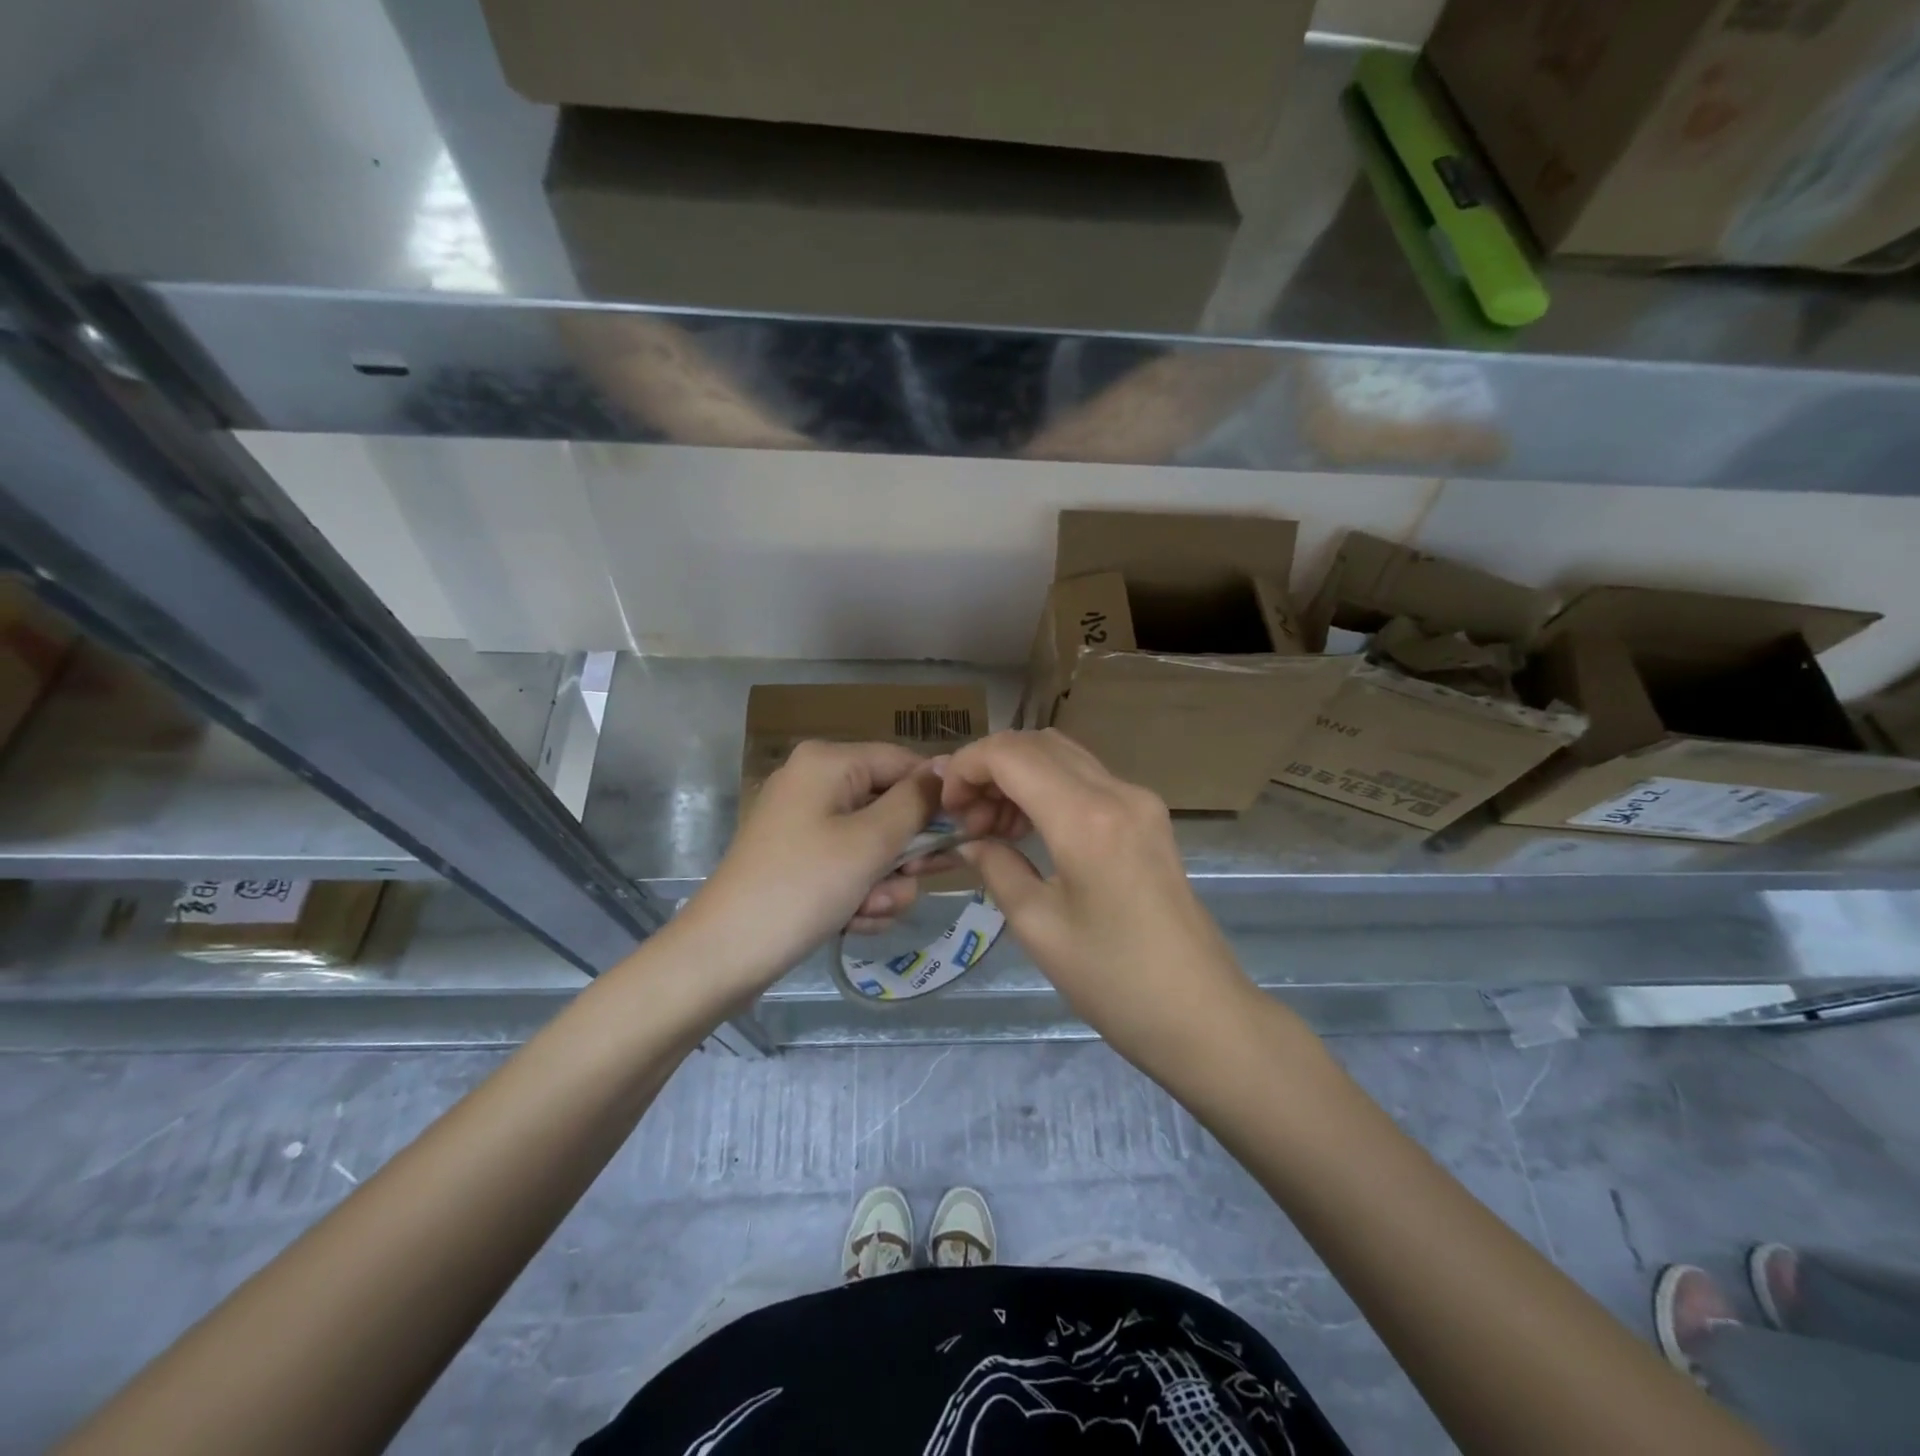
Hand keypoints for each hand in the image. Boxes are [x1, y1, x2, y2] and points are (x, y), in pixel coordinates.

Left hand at [676, 741, 948, 997]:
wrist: (724, 954)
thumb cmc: (803, 887)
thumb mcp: (870, 842)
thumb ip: (916, 803)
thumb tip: (946, 768)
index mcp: (829, 762)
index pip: (904, 762)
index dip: (936, 798)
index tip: (963, 836)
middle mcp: (816, 782)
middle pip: (890, 806)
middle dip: (904, 853)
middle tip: (914, 881)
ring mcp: (805, 822)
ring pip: (874, 844)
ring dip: (884, 883)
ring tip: (869, 912)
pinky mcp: (800, 858)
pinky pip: (849, 865)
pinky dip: (859, 894)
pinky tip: (853, 922)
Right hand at [941, 730, 1258, 1072]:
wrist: (1201, 1013)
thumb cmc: (1113, 981)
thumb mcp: (1038, 926)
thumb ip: (997, 867)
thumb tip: (969, 840)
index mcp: (1085, 818)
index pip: (1010, 754)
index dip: (966, 767)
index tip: (947, 808)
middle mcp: (1116, 791)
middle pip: (1036, 743)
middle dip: (989, 768)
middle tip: (967, 821)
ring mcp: (1139, 800)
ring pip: (1062, 755)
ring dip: (1018, 776)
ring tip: (994, 829)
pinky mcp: (1149, 816)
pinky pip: (1086, 779)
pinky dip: (1048, 788)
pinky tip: (1031, 831)